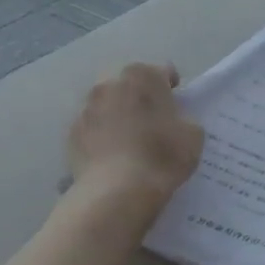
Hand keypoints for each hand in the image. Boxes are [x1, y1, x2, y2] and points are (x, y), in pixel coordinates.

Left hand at [67, 62, 203, 202]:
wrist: (116, 192)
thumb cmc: (162, 156)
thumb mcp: (193, 135)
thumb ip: (184, 118)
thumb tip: (173, 120)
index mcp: (143, 76)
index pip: (162, 72)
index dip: (172, 89)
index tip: (176, 107)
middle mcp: (110, 83)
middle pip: (130, 84)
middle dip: (140, 97)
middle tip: (152, 121)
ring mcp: (86, 107)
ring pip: (107, 104)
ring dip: (117, 114)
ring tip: (128, 140)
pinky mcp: (71, 132)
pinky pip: (92, 127)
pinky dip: (101, 134)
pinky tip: (111, 155)